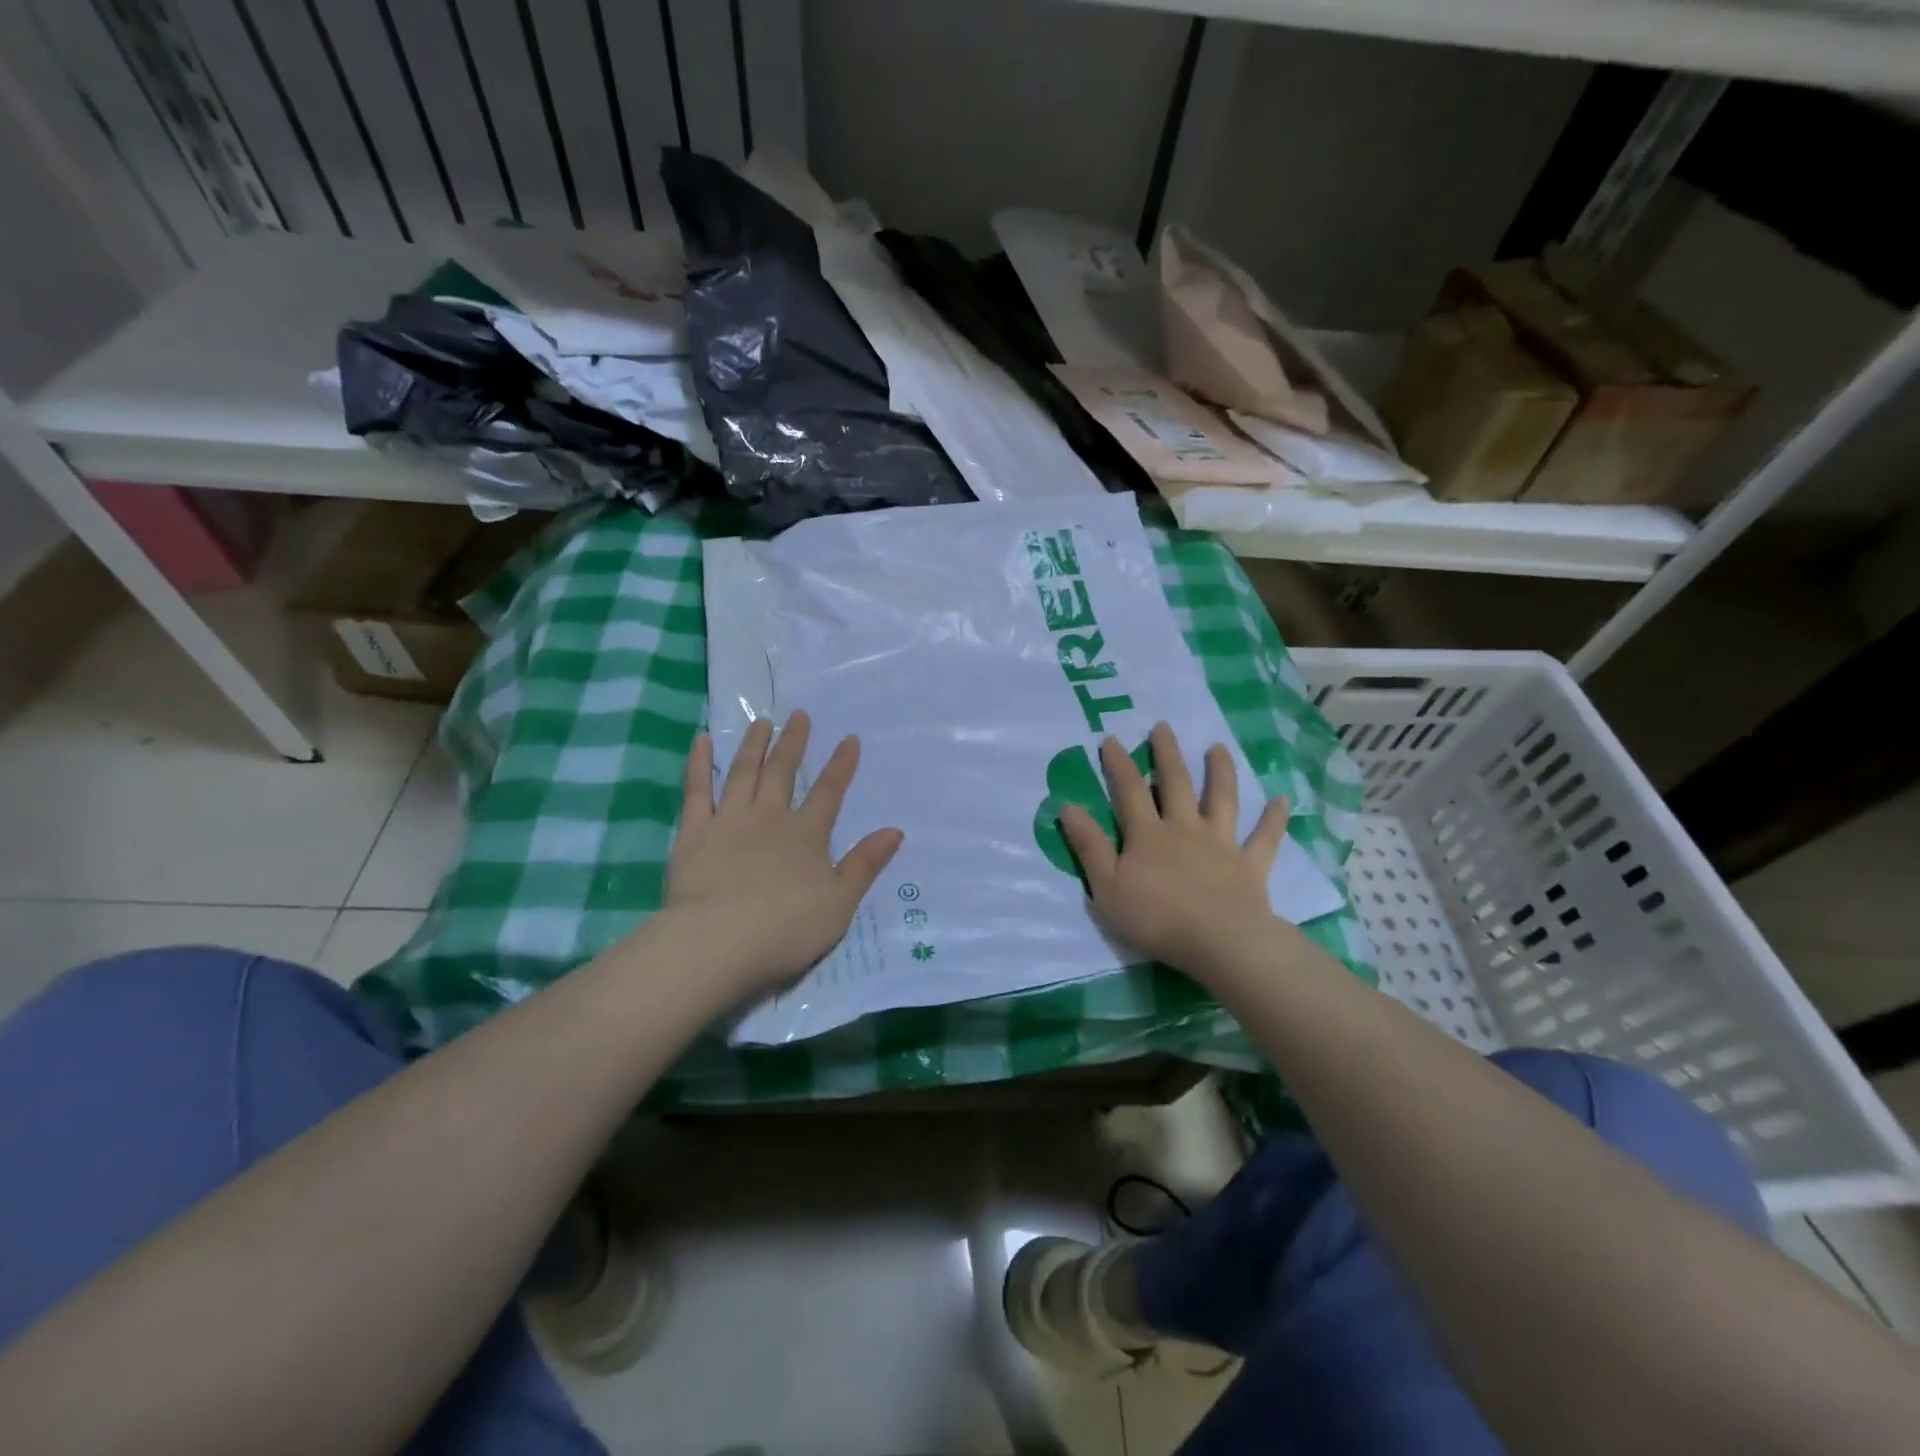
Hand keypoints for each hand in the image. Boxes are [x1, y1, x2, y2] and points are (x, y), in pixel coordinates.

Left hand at [665, 710, 903, 1000]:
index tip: (849, 738)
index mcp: (806, 835)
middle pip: (783, 772)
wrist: (718, 943)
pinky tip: (700, 742)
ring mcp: (729, 821)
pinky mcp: (694, 833)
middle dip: (794, 742)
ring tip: (761, 722)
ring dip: (753, 745)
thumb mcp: (839, 902)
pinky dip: (699, 764)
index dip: (841, 765)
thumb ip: (865, 864)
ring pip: (743, 773)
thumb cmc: (785, 929)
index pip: (829, 792)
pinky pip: (696, 790)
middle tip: (799, 714)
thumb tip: (895, 830)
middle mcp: (769, 818)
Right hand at [1060, 722, 1294, 979]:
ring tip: (1218, 748)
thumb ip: (1089, 846)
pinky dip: (1274, 819)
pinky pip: (1264, 838)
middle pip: (1176, 784)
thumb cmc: (1156, 917)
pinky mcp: (1250, 866)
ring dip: (1220, 772)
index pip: (1129, 791)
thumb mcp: (1107, 886)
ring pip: (1222, 800)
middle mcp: (1185, 829)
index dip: (1119, 765)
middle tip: (1163, 726)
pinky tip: (1283, 800)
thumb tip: (1068, 806)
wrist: (1218, 941)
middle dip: (1167, 754)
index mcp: (1148, 835)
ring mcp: (1221, 844)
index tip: (1112, 739)